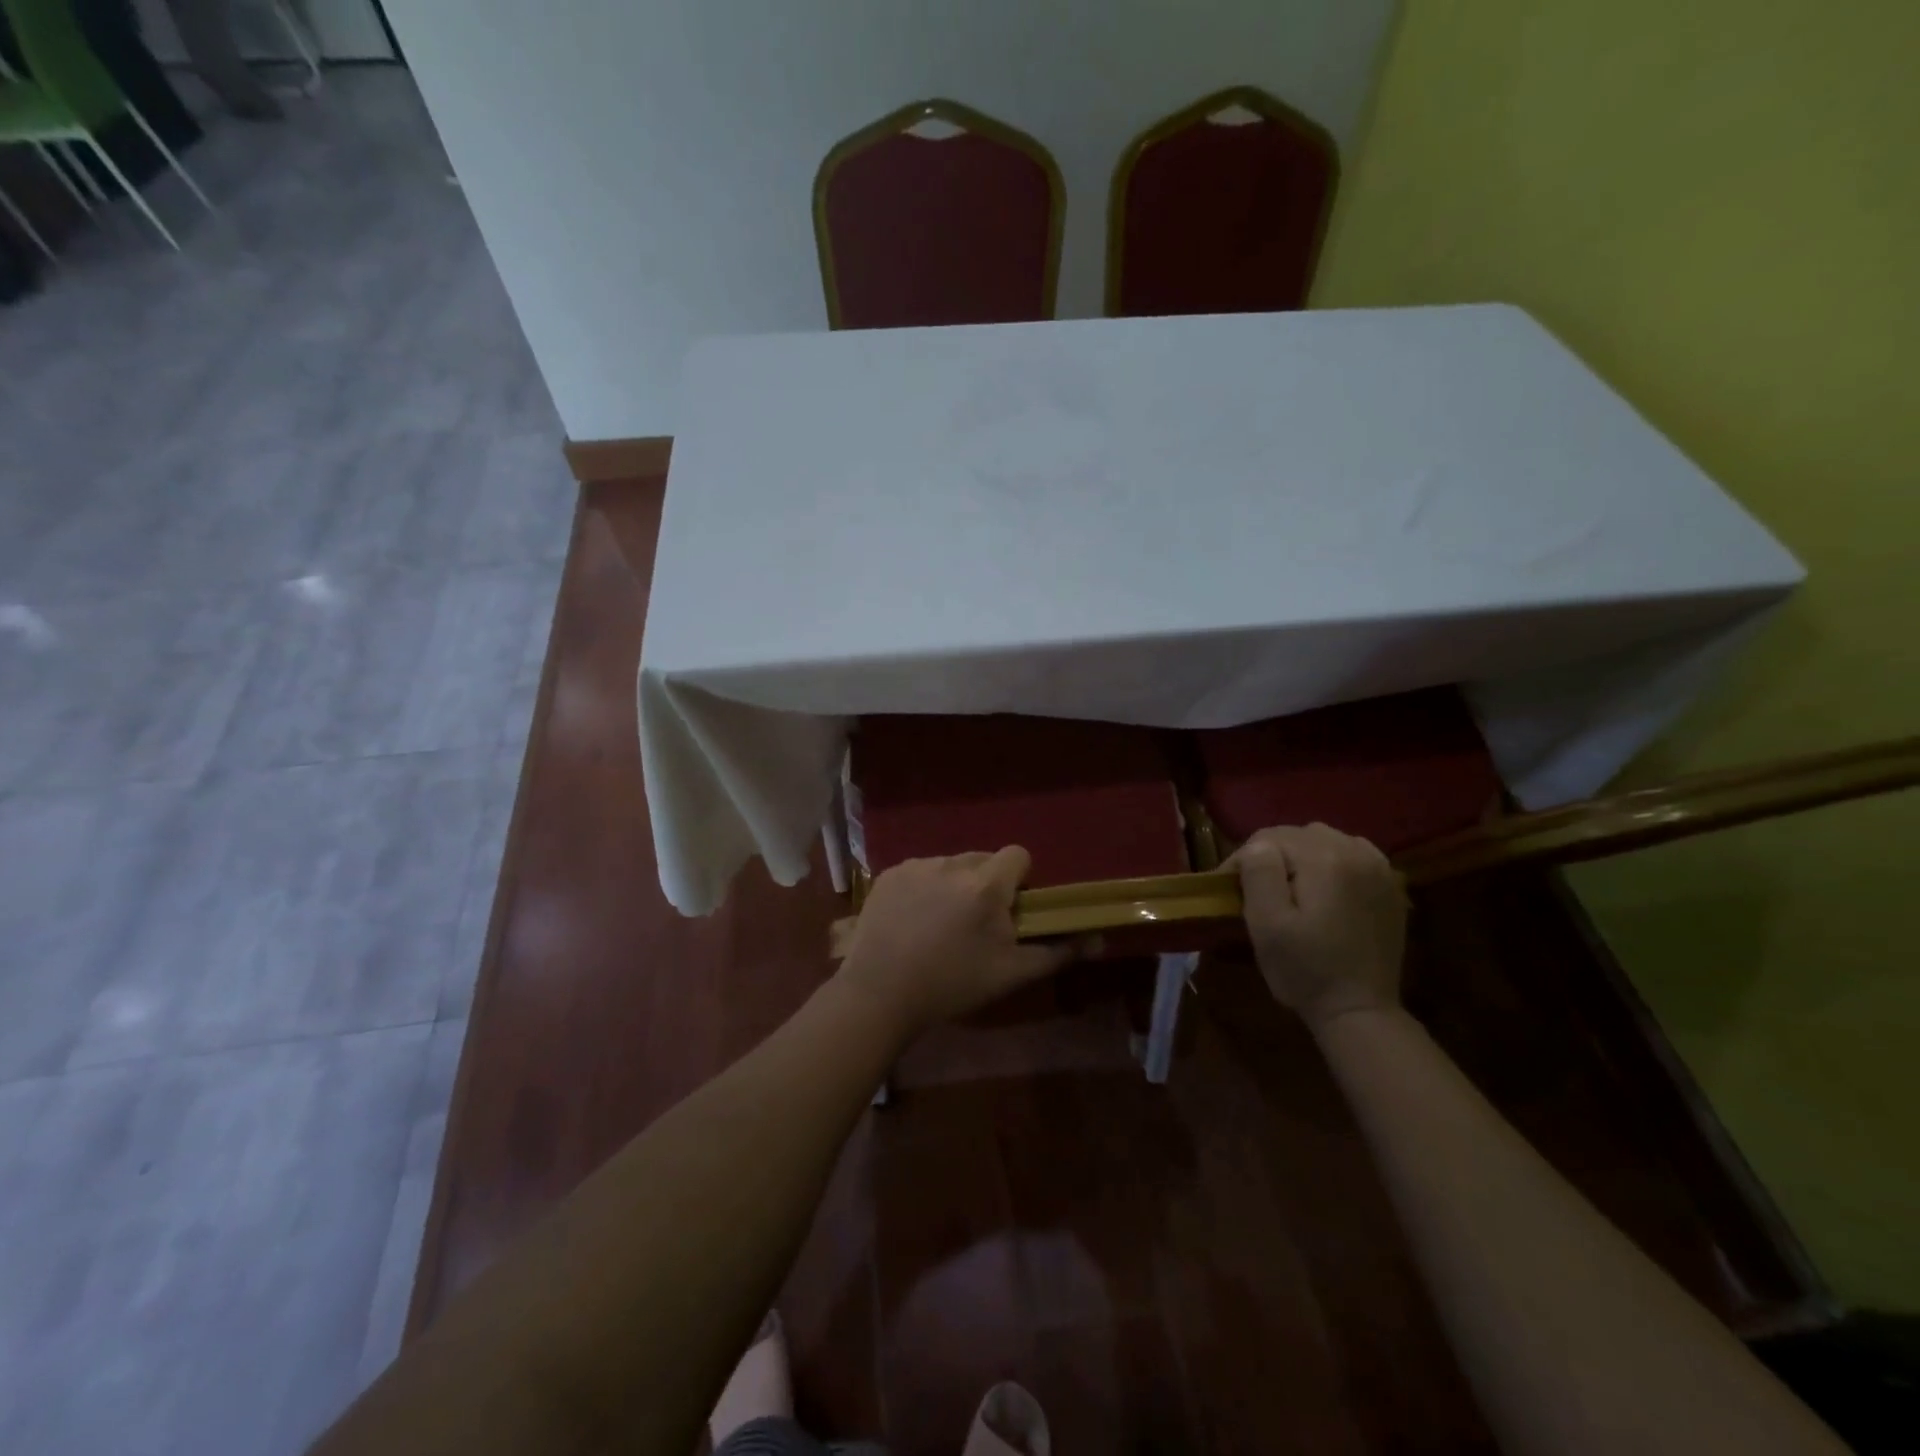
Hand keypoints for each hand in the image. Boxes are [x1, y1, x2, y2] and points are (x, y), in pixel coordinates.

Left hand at [835, 847, 1074, 1038]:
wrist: (880, 992)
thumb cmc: (952, 984)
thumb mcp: (1011, 973)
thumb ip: (1057, 952)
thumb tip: (1098, 940)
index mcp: (986, 884)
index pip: (1018, 855)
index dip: (1019, 878)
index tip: (1010, 907)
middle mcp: (952, 864)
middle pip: (982, 859)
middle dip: (986, 882)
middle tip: (975, 922)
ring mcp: (917, 866)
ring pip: (949, 865)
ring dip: (953, 884)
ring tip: (938, 925)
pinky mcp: (889, 874)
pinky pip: (919, 871)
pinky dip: (922, 888)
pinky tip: (911, 921)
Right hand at [1229, 824, 1406, 1029]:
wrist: (1360, 1011)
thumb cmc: (1305, 970)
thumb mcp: (1266, 923)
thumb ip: (1259, 873)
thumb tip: (1257, 847)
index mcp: (1324, 859)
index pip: (1268, 837)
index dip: (1243, 859)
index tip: (1230, 889)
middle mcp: (1356, 852)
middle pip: (1298, 835)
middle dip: (1273, 856)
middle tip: (1257, 889)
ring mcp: (1379, 868)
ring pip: (1325, 841)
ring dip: (1302, 857)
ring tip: (1289, 888)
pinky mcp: (1390, 885)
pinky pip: (1351, 854)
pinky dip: (1331, 863)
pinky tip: (1323, 888)